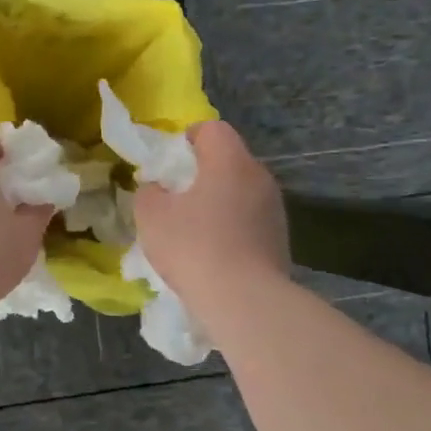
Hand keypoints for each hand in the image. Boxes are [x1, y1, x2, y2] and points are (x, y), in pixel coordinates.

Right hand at [133, 120, 287, 306]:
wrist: (245, 301)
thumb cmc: (194, 247)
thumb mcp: (151, 216)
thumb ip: (149, 192)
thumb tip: (158, 189)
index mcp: (229, 161)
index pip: (212, 129)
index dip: (188, 137)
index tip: (169, 161)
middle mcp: (259, 177)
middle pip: (229, 160)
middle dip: (202, 173)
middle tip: (176, 197)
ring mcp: (275, 209)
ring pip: (241, 192)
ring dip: (218, 201)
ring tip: (194, 229)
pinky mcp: (280, 239)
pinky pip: (250, 220)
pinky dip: (232, 227)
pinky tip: (214, 253)